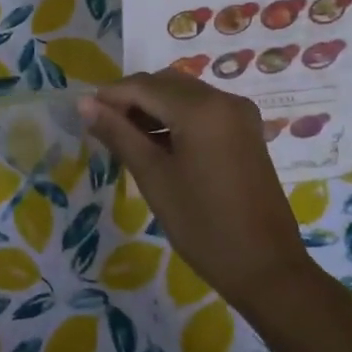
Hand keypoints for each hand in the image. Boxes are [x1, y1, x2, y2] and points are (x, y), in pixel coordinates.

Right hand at [80, 72, 313, 315]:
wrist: (266, 267)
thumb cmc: (203, 225)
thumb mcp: (154, 177)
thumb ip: (119, 134)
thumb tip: (85, 104)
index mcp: (201, 108)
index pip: (144, 85)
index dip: (110, 96)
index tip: (85, 114)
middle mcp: (224, 99)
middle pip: (165, 84)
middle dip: (132, 99)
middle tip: (103, 128)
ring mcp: (239, 114)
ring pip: (184, 94)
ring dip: (154, 107)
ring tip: (126, 138)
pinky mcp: (246, 131)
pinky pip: (203, 109)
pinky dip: (177, 117)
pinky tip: (158, 143)